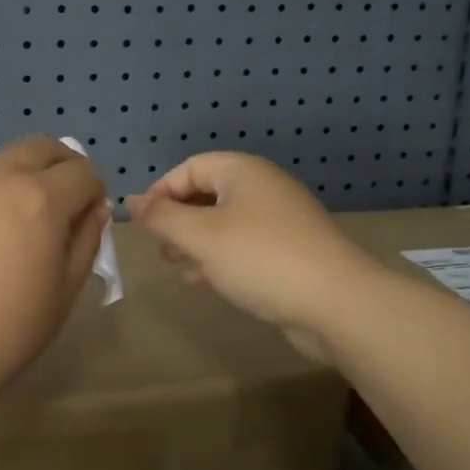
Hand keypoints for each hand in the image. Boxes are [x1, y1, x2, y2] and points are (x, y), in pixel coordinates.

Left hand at [0, 138, 109, 407]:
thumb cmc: (8, 332)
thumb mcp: (64, 292)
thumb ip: (86, 240)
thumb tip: (95, 208)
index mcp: (39, 199)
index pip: (82, 171)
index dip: (94, 191)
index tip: (88, 217)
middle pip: (39, 147)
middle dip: (60, 165)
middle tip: (61, 201)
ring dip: (17, 182)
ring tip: (12, 230)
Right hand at [125, 153, 380, 360]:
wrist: (336, 302)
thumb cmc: (260, 258)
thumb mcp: (201, 236)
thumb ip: (162, 218)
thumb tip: (133, 202)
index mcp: (243, 172)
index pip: (190, 168)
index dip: (160, 192)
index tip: (142, 225)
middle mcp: (263, 188)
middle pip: (208, 194)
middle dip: (178, 220)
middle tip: (161, 250)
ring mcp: (281, 220)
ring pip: (225, 223)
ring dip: (196, 242)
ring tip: (177, 267)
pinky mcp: (291, 251)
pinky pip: (244, 245)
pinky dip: (220, 258)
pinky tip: (206, 282)